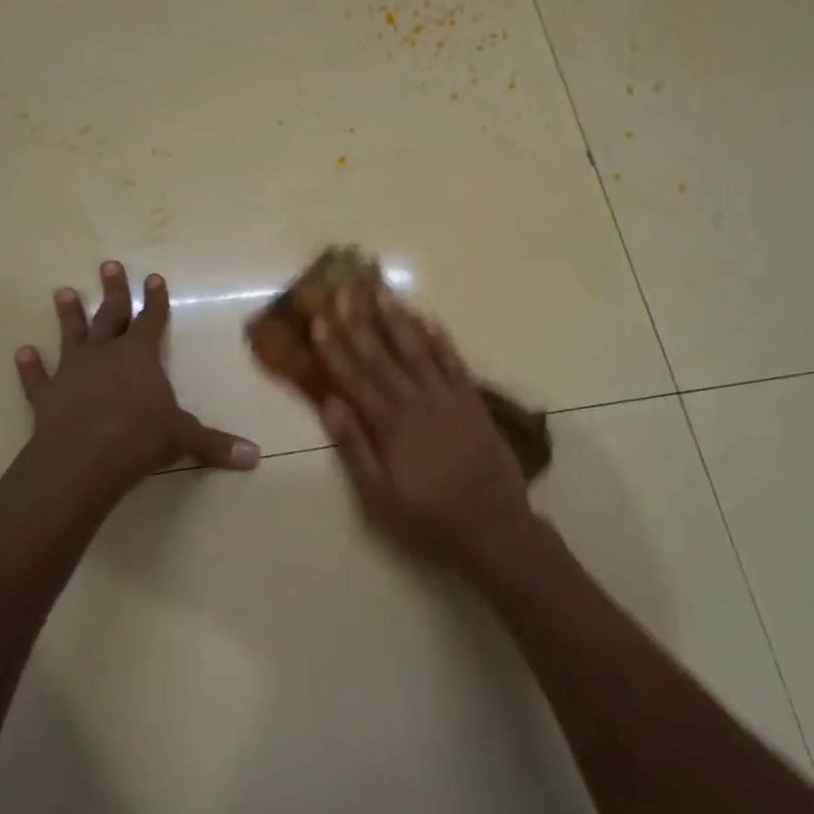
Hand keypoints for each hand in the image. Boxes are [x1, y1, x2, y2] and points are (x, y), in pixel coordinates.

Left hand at [12, 261, 259, 499]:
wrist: (83, 459)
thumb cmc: (140, 438)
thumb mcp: (186, 439)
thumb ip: (217, 445)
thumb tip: (256, 458)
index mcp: (140, 356)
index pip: (152, 320)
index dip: (155, 299)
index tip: (153, 278)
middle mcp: (105, 354)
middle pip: (110, 315)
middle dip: (112, 291)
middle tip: (109, 265)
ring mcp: (72, 372)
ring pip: (71, 335)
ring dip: (68, 315)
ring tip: (62, 292)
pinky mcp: (46, 396)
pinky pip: (37, 377)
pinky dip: (30, 366)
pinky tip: (22, 353)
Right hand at [313, 288, 538, 569]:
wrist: (493, 525)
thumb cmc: (428, 517)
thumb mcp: (379, 496)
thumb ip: (355, 448)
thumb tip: (330, 403)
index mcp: (390, 425)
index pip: (355, 377)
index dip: (335, 348)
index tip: (320, 319)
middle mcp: (417, 402)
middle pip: (383, 355)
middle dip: (361, 321)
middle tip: (345, 288)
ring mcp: (448, 397)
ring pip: (417, 349)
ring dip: (397, 319)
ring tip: (381, 291)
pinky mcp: (472, 400)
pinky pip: (453, 361)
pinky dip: (439, 338)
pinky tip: (426, 318)